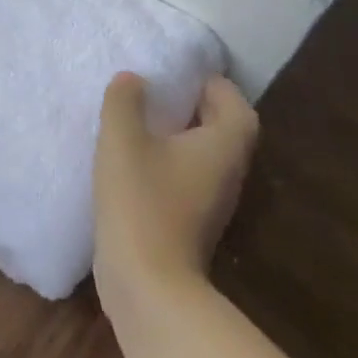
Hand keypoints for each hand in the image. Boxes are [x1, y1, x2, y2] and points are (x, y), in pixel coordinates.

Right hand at [93, 71, 257, 298]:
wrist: (147, 284)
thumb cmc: (141, 202)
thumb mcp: (123, 140)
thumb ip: (125, 102)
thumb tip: (132, 78)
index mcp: (222, 145)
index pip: (234, 103)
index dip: (212, 84)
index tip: (178, 73)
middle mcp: (228, 172)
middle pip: (223, 129)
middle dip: (194, 106)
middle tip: (157, 92)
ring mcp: (213, 202)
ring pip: (205, 155)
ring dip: (181, 136)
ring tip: (142, 122)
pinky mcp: (193, 223)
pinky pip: (190, 178)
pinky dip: (170, 162)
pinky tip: (136, 161)